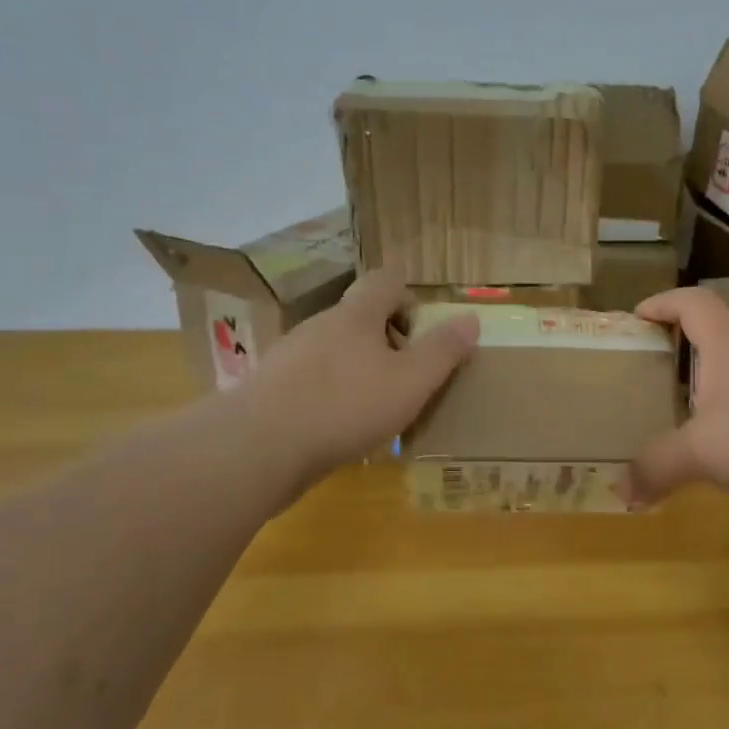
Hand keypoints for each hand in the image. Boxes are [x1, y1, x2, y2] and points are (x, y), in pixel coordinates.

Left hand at [241, 269, 478, 497]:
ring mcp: (289, 356)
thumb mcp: (410, 382)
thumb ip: (442, 351)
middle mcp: (320, 325)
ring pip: (333, 350)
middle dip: (386, 340)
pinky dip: (330, 395)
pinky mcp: (270, 389)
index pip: (385, 280)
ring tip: (375, 407)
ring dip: (357, 369)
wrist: (256, 448)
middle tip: (407, 375)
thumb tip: (471, 318)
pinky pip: (310, 381)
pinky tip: (338, 429)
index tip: (421, 330)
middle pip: (359, 316)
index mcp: (356, 315)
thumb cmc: (345, 406)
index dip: (408, 295)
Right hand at [620, 287, 728, 509]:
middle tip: (651, 361)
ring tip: (680, 397)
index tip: (635, 318)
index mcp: (727, 342)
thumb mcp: (701, 453)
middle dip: (679, 337)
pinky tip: (723, 431)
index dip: (661, 303)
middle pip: (713, 324)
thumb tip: (620, 492)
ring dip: (707, 369)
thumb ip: (656, 467)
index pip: (691, 301)